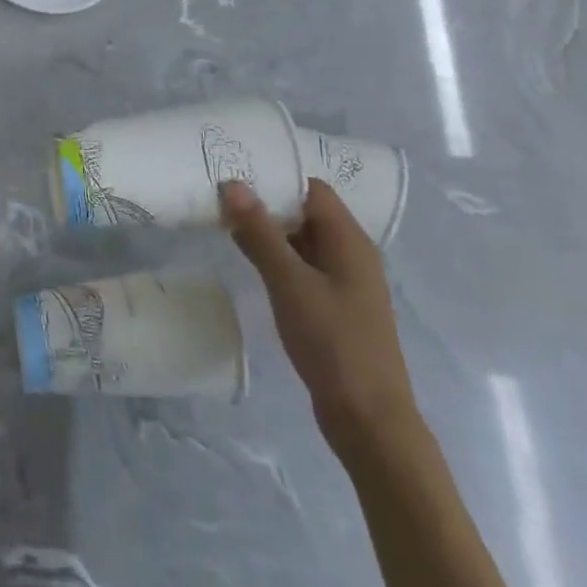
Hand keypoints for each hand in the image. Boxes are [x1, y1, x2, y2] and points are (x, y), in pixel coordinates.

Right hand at [220, 179, 419, 461]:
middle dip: (265, 201)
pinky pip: (300, 266)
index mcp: (349, 242)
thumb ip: (261, 233)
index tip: (234, 168)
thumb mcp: (290, 283)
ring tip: (221, 217)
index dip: (276, 175)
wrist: (368, 418)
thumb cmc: (333, 343)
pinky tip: (244, 256)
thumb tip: (234, 184)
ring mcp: (342, 282)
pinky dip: (274, 256)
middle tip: (218, 190)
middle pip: (305, 212)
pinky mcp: (331, 305)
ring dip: (267, 229)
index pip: (311, 189)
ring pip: (300, 240)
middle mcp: (350, 255)